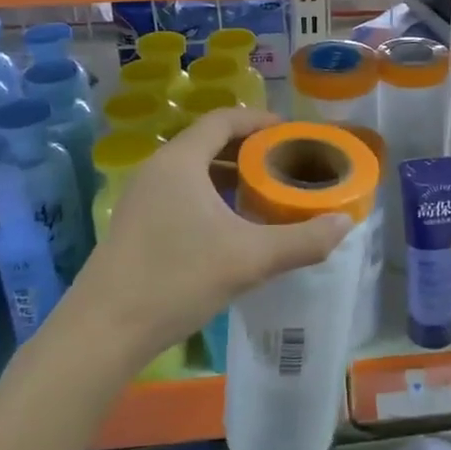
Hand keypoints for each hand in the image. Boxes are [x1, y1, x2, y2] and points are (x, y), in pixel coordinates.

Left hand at [74, 108, 352, 361]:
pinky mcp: (137, 223)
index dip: (260, 120)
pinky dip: (211, 196)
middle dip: (250, 149)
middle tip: (286, 164)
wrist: (105, 330)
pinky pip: (181, 192)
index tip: (292, 133)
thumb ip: (301, 240)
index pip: (223, 120)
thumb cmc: (177, 280)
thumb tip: (346, 222)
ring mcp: (142, 196)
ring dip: (230, 175)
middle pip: (209, 142)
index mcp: (180, 161)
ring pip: (194, 170)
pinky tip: (232, 226)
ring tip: (264, 192)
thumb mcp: (249, 259)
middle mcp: (158, 169)